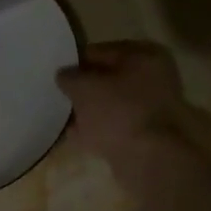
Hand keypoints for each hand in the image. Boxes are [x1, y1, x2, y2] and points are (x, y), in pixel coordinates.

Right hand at [56, 41, 191, 168]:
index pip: (101, 51)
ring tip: (62, 116)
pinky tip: (74, 136)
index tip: (56, 73)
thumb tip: (63, 75)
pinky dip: (96, 130)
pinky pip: (114, 127)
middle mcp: (154, 78)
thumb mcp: (84, 87)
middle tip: (58, 95)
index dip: (76, 61)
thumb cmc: (119, 111)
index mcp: (145, 56)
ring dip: (89, 111)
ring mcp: (152, 110)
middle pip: (108, 79)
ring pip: (111, 105)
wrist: (150, 159)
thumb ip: (69, 77)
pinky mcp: (146, 137)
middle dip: (84, 88)